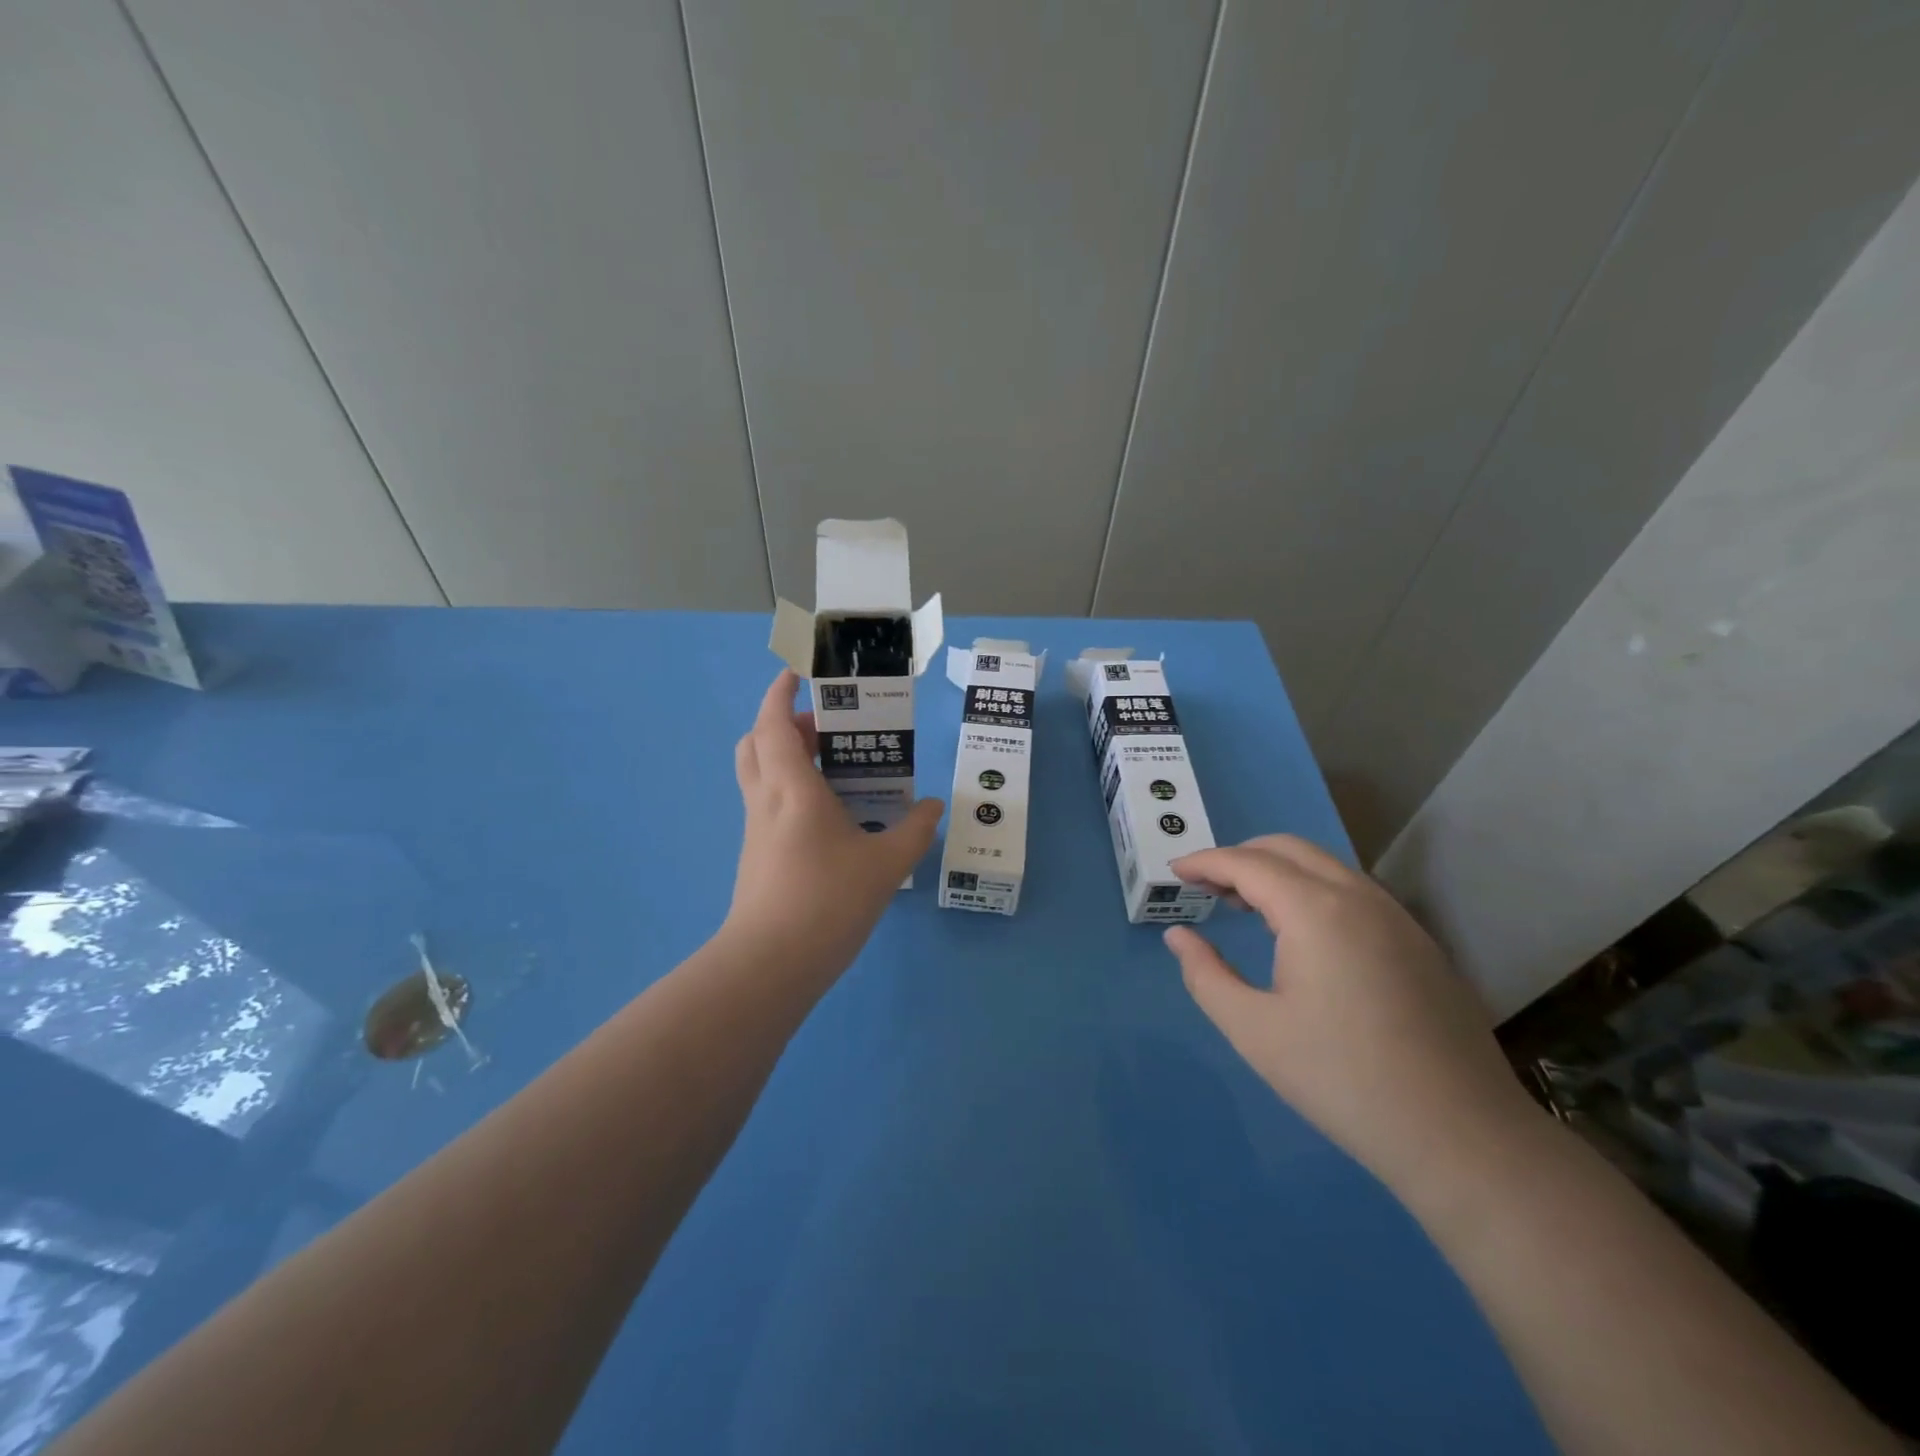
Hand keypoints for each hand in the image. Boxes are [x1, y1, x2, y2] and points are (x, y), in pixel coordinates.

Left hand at [724, 671, 942, 973]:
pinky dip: (790, 790)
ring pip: (759, 774)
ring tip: (832, 767)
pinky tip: (829, 816)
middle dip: (785, 724)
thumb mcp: (885, 865)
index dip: (780, 693)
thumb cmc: (827, 902)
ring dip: (786, 756)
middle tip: (826, 728)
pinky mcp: (757, 855)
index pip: (774, 724)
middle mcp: (767, 801)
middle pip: (757, 743)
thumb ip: (914, 831)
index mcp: (793, 789)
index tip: (798, 674)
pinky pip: (768, 803)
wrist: (770, 965)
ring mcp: (756, 830)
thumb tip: (933, 807)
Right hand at [1161, 835, 1539, 1193]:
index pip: (1246, 863)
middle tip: (1206, 886)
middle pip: (1288, 849)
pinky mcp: (1417, 942)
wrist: (1461, 1136)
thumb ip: (1205, 974)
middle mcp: (1358, 896)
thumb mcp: (1253, 1030)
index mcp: (1315, 910)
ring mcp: (1396, 917)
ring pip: (1324, 867)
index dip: (1205, 862)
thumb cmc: (1342, 1079)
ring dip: (1277, 872)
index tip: (1174, 871)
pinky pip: (1352, 892)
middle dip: (1240, 857)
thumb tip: (1178, 935)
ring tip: (1245, 906)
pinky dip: (1311, 891)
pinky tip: (1300, 935)